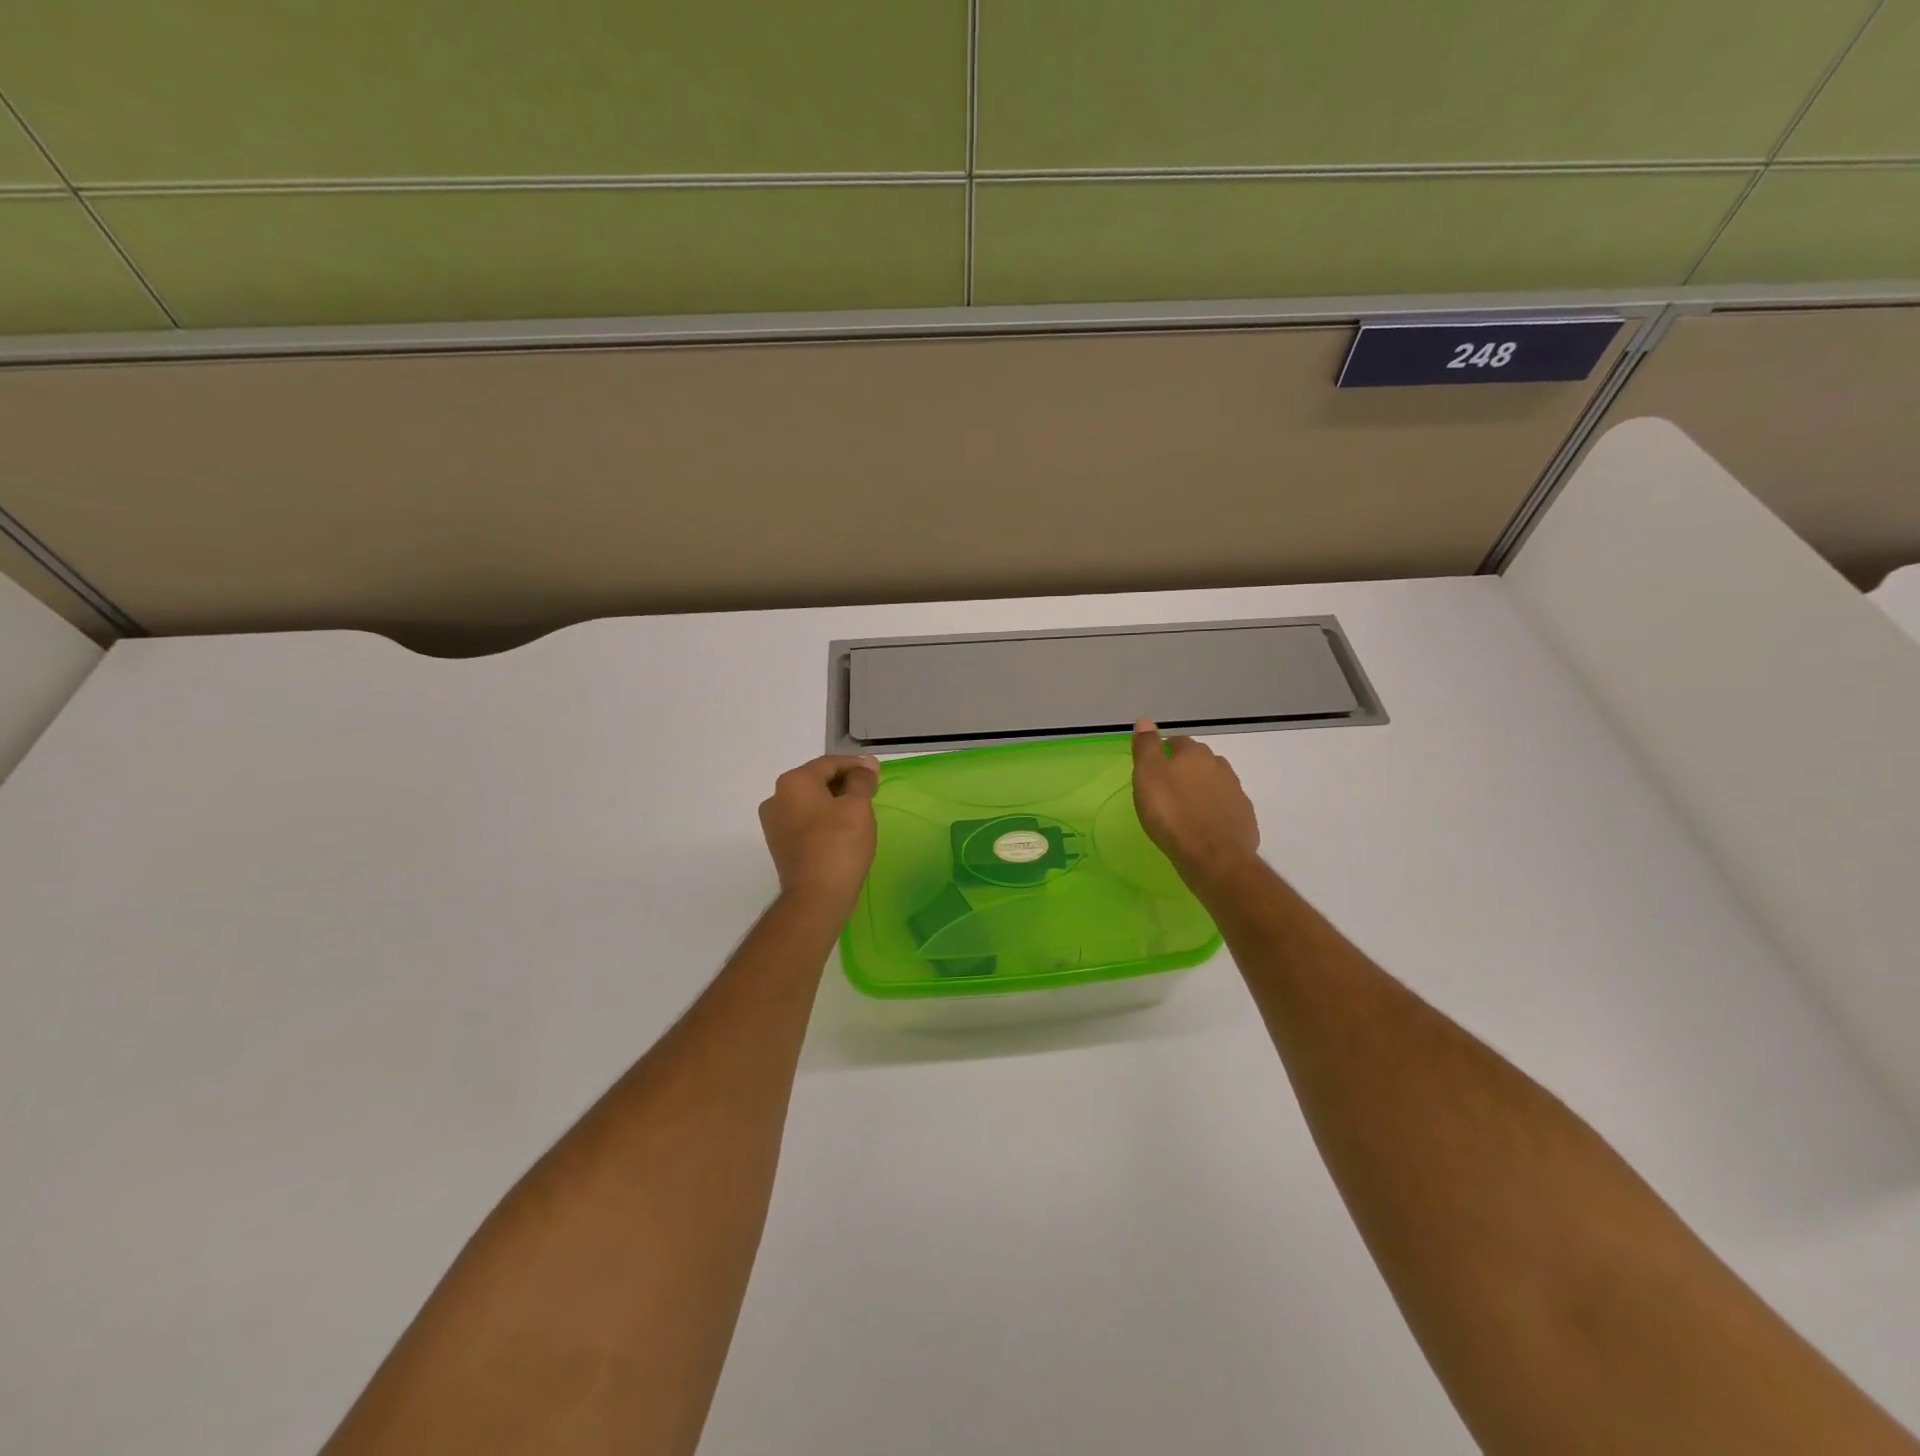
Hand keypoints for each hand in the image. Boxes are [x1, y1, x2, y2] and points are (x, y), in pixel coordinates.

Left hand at [758, 754, 881, 911]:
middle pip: (816, 781)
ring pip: (810, 802)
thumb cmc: (839, 844)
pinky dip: (823, 819)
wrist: (816, 897)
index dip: (856, 766)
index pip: (829, 763)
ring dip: (834, 801)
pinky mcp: (779, 844)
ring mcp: (774, 823)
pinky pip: (804, 821)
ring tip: (859, 811)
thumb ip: (862, 780)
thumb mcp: (858, 806)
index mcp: (793, 782)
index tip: (877, 774)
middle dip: (844, 783)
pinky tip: (842, 830)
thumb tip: (867, 764)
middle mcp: (776, 797)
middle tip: (870, 792)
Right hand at [1131, 721, 1260, 887]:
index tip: (1153, 768)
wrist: (1212, 856)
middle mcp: (1219, 766)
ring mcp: (1236, 792)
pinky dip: (1216, 811)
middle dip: (1186, 769)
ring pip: (1215, 783)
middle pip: (1200, 760)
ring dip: (1202, 789)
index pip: (1178, 742)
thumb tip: (1145, 720)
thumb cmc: (1171, 814)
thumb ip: (1146, 747)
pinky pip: (1226, 807)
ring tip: (1186, 807)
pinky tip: (1205, 825)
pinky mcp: (1245, 817)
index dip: (1165, 752)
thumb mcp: (1147, 776)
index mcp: (1194, 754)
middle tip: (1168, 788)